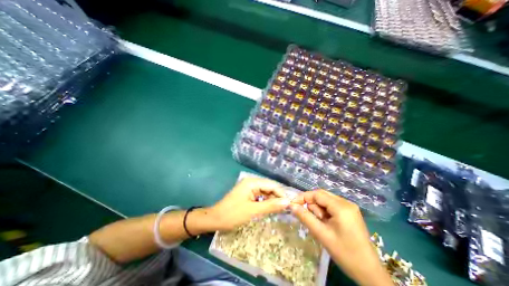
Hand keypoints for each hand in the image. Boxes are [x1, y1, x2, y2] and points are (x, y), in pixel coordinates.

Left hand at [205, 177, 289, 231]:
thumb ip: (270, 206)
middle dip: (277, 197)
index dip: (281, 194)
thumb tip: (287, 202)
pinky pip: (260, 195)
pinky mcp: (247, 193)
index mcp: (252, 182)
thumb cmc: (233, 214)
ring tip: (279, 210)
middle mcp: (251, 182)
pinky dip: (265, 201)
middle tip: (285, 209)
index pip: (271, 185)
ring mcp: (249, 187)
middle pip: (269, 187)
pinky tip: (269, 208)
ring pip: (265, 192)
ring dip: (272, 200)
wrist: (215, 219)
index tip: (289, 205)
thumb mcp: (253, 211)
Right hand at [290, 190, 391, 284]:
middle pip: (321, 196)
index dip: (303, 197)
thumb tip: (291, 206)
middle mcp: (346, 202)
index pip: (317, 194)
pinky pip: (331, 206)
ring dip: (318, 210)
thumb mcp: (322, 234)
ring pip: (325, 201)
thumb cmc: (345, 253)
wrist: (369, 273)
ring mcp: (349, 207)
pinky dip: (324, 212)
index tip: (293, 204)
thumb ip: (305, 217)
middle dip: (312, 205)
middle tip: (311, 219)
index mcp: (341, 206)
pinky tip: (326, 224)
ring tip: (321, 225)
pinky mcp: (349, 212)